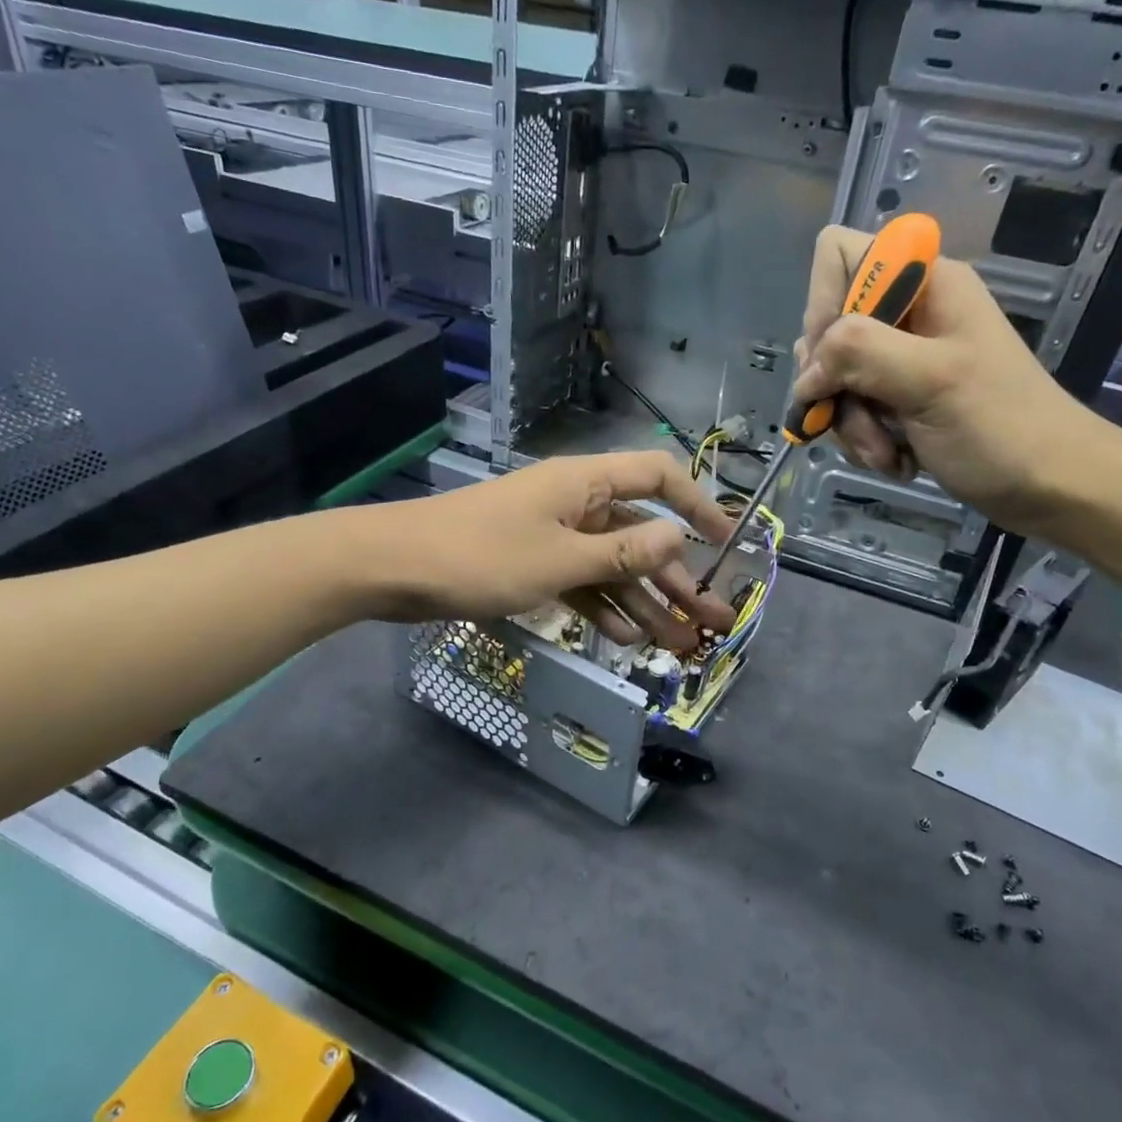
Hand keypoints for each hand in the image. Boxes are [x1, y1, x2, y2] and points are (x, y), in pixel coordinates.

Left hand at [355, 451, 738, 650]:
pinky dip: (602, 607)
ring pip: (612, 566)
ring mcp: (553, 536)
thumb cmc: (480, 556)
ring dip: (645, 603)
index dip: (698, 505)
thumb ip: (621, 553)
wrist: (394, 569)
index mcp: (586, 484)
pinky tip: (627, 639)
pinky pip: (580, 583)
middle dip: (677, 578)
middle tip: (712, 620)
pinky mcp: (532, 564)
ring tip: (679, 644)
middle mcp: (576, 504)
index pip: (659, 477)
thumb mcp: (559, 560)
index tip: (727, 542)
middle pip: (640, 534)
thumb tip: (680, 537)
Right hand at [791, 224, 1114, 534]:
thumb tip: (805, 372)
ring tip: (886, 452)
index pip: (838, 255)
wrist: (1048, 485)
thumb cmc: (1001, 425)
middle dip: (834, 382)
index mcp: (924, 282)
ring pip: (832, 378)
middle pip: (827, 328)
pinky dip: (863, 440)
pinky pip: (849, 410)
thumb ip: (860, 352)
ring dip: (850, 423)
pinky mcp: (896, 398)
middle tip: (859, 415)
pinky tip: (894, 460)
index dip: (822, 303)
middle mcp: (907, 312)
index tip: (833, 357)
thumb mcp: (930, 379)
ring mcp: (900, 358)